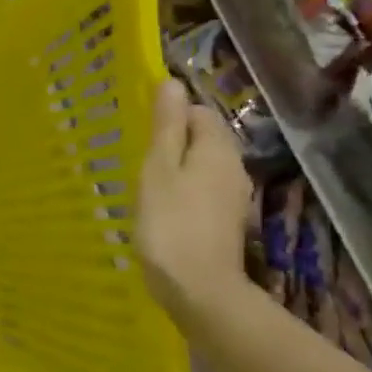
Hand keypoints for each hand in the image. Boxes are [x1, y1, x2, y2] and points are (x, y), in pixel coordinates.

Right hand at [137, 79, 253, 323]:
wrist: (198, 288)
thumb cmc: (170, 223)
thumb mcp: (158, 169)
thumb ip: (167, 127)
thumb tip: (173, 83)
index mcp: (218, 149)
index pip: (200, 111)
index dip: (171, 115)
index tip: (142, 132)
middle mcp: (233, 167)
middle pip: (204, 139)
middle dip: (174, 142)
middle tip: (138, 158)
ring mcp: (233, 197)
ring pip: (203, 167)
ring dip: (177, 169)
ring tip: (145, 184)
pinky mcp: (225, 221)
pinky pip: (203, 191)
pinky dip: (183, 192)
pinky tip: (162, 209)